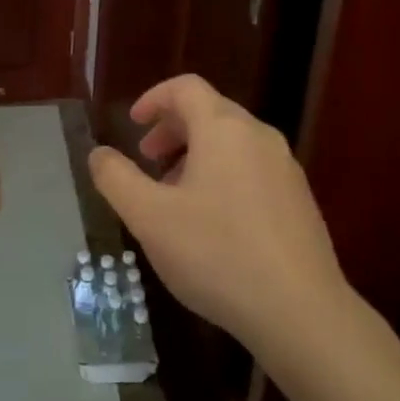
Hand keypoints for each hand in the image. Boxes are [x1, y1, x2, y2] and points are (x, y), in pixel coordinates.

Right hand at [88, 75, 347, 361]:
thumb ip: (116, 178)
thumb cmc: (216, 254)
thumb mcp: (149, 217)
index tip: (133, 124)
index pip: (186, 88)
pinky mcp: (300, 200)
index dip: (154, 99)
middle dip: (172, 130)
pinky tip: (212, 223)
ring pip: (232, 143)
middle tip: (147, 160)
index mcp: (223, 129)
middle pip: (210, 112)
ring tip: (174, 196)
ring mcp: (286, 168)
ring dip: (197, 155)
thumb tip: (98, 154)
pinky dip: (223, 176)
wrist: (301, 312)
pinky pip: (253, 169)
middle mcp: (259, 137)